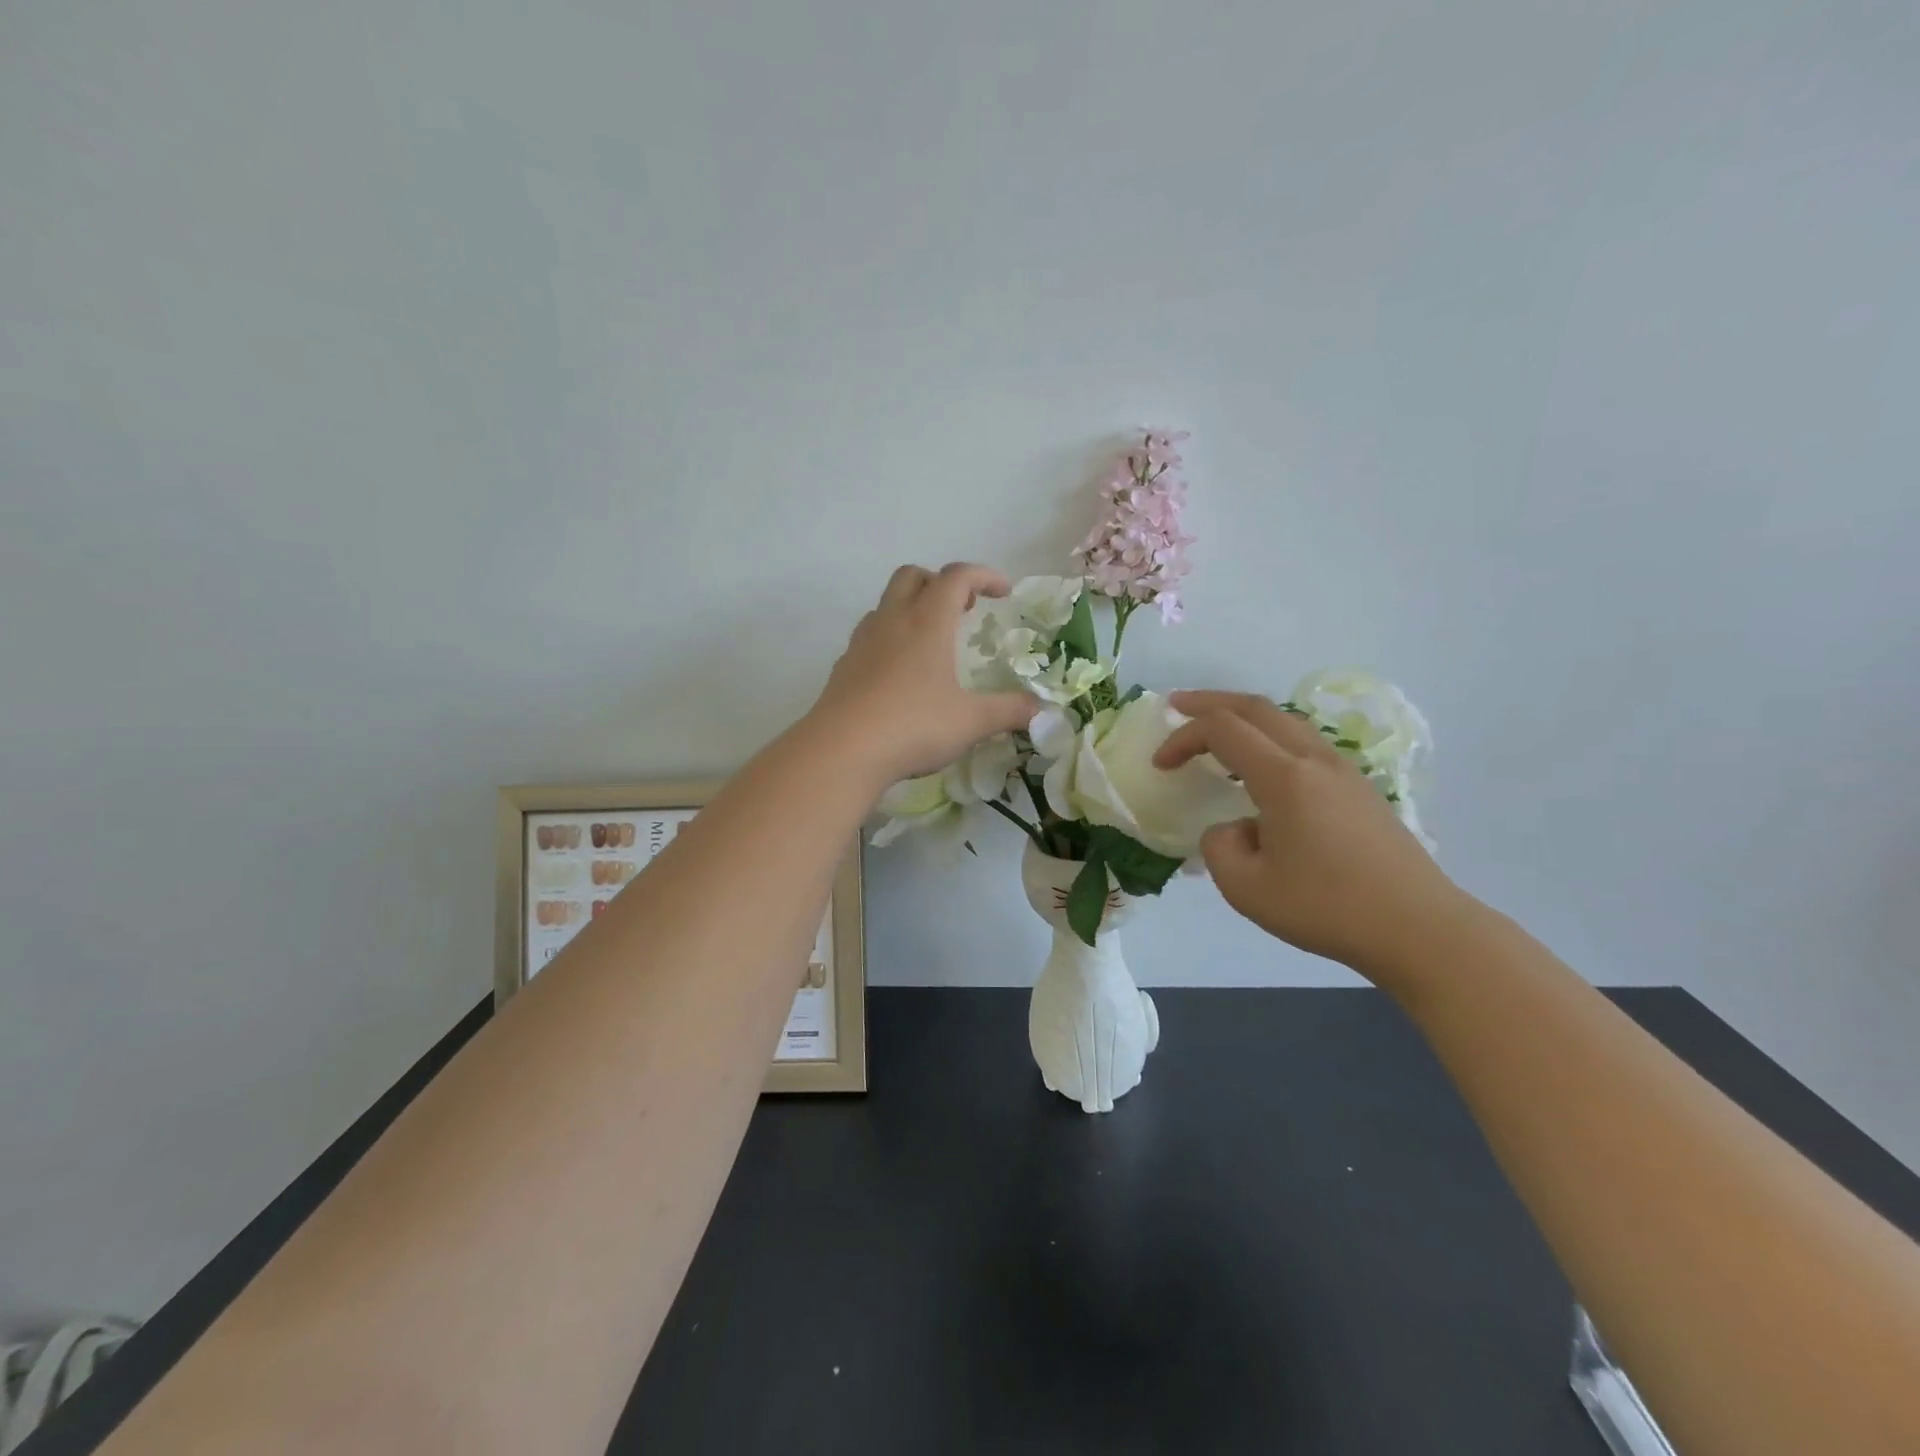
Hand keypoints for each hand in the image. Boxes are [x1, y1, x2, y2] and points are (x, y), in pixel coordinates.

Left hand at [810, 563, 1037, 785]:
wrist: (842, 751)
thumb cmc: (914, 726)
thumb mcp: (971, 721)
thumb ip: (1008, 711)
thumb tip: (1040, 710)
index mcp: (927, 622)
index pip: (957, 577)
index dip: (984, 575)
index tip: (1004, 592)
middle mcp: (892, 621)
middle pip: (913, 576)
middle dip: (941, 583)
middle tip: (963, 610)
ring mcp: (862, 642)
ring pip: (886, 603)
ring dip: (912, 608)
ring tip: (932, 641)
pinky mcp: (843, 667)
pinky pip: (869, 636)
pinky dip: (890, 638)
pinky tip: (900, 674)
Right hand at [1155, 691, 1474, 977]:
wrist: (1419, 928)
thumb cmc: (1327, 907)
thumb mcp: (1246, 888)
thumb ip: (1220, 847)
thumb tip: (1234, 829)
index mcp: (1285, 777)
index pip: (1223, 731)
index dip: (1183, 738)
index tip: (1160, 764)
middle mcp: (1314, 760)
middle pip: (1257, 707)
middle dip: (1211, 702)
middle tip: (1177, 707)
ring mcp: (1343, 771)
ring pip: (1286, 721)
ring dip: (1244, 718)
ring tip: (1216, 733)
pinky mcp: (1359, 789)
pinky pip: (1304, 744)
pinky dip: (1269, 739)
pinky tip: (1261, 769)